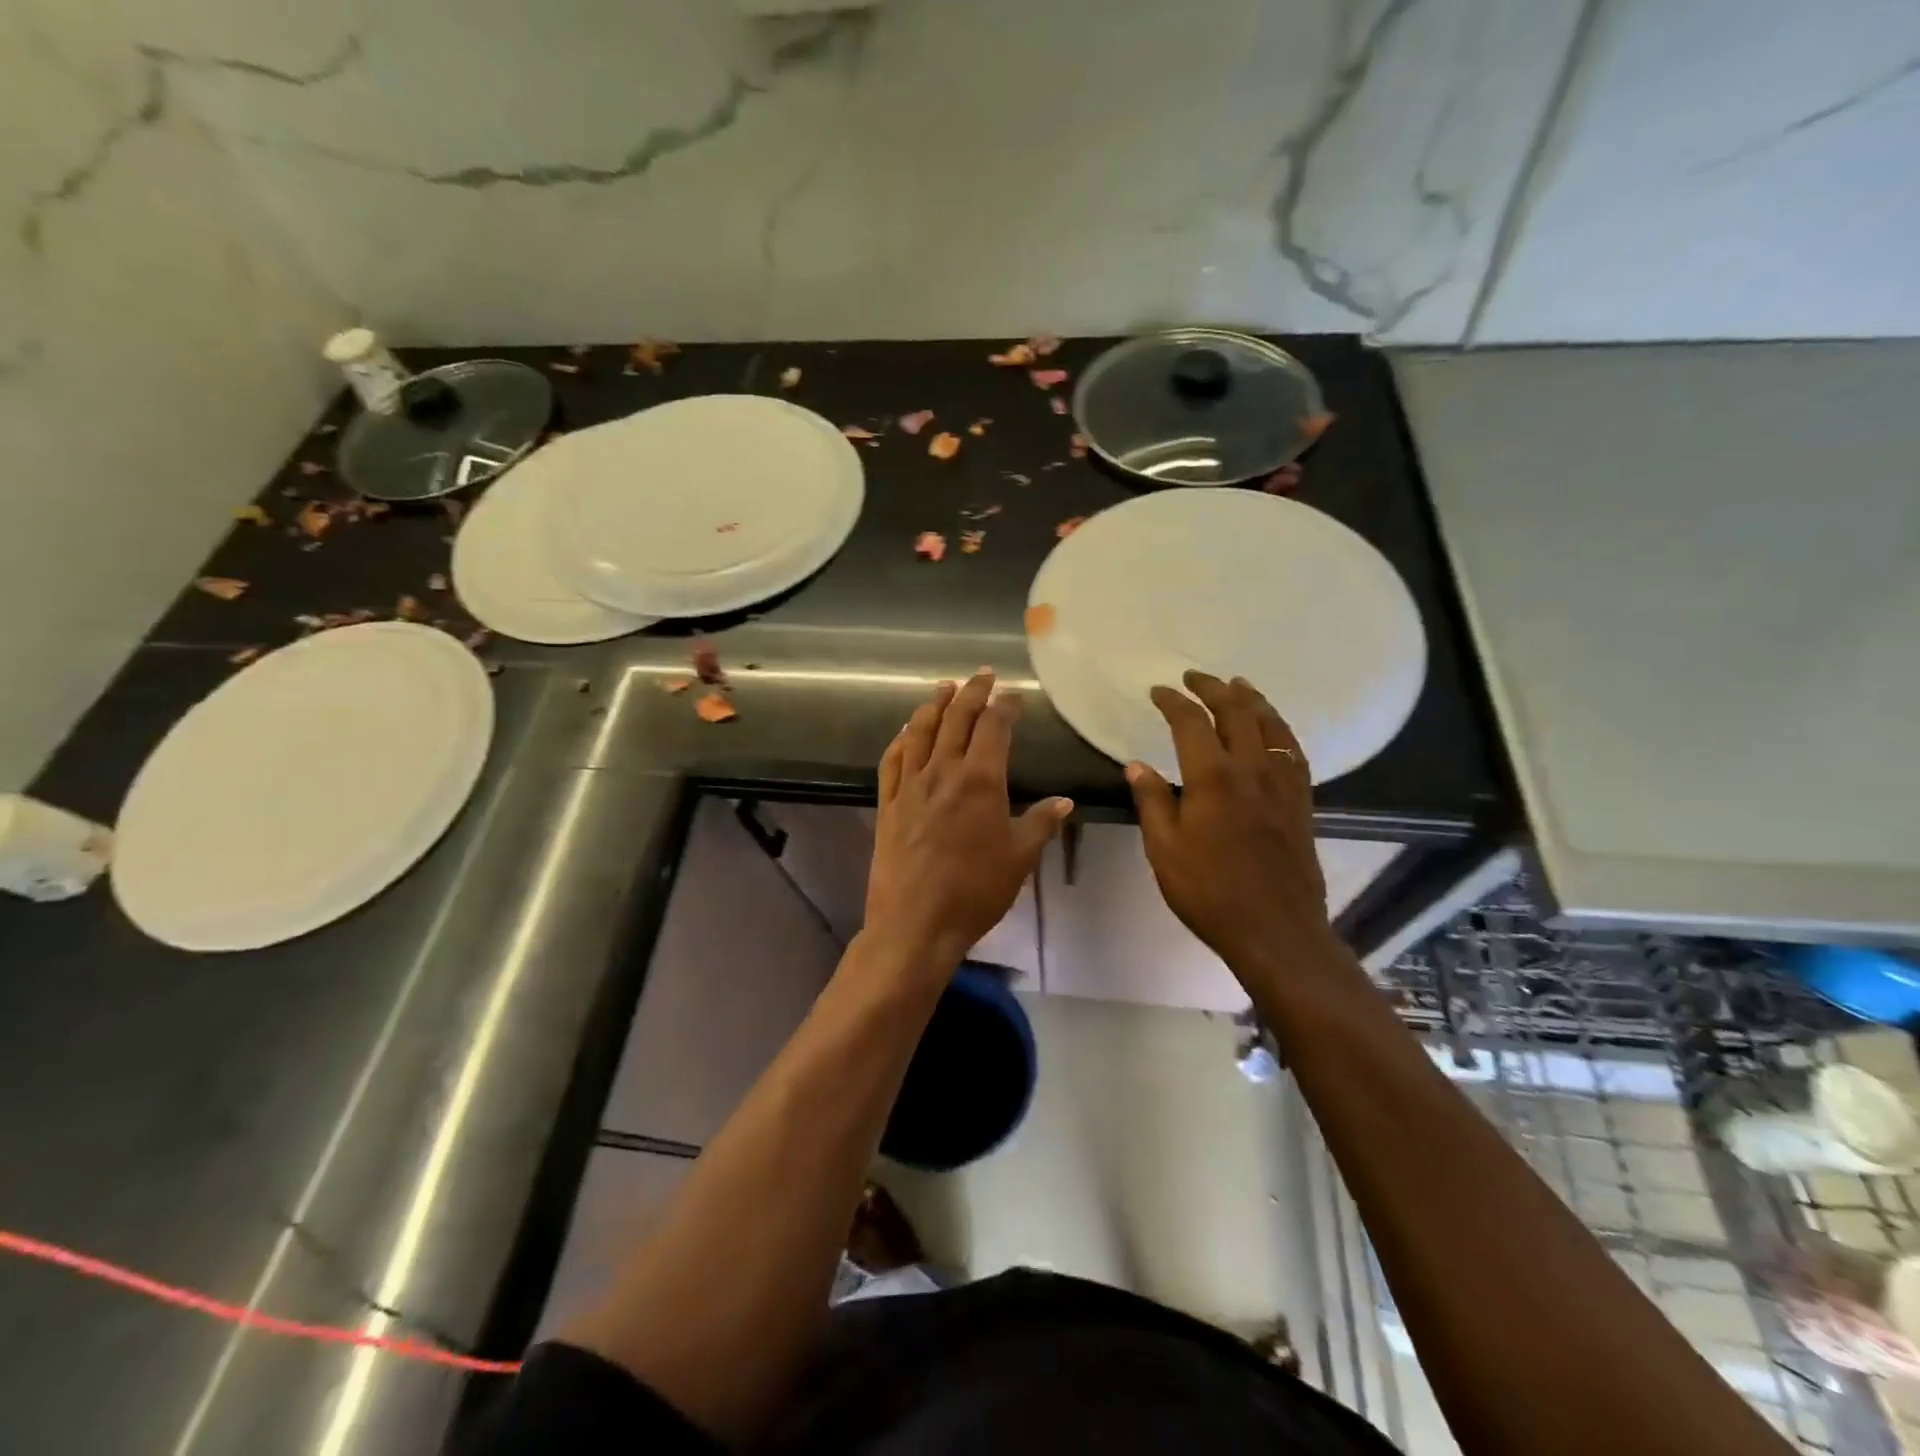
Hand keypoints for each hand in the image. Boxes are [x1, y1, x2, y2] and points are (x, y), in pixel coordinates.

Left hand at [867, 670, 1071, 970]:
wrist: (915, 923)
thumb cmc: (975, 892)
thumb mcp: (1019, 859)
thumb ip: (1040, 824)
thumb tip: (1064, 801)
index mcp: (980, 781)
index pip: (994, 728)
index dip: (1005, 706)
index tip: (1014, 695)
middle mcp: (943, 772)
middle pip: (956, 719)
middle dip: (971, 692)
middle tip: (982, 675)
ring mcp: (910, 786)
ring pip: (920, 732)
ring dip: (933, 705)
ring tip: (944, 688)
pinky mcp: (888, 804)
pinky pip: (892, 761)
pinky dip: (900, 739)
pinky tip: (905, 732)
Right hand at [1125, 671, 1336, 973]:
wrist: (1275, 929)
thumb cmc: (1209, 892)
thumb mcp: (1164, 850)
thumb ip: (1152, 802)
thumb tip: (1136, 765)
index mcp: (1213, 778)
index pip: (1191, 723)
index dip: (1173, 702)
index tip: (1158, 691)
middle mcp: (1252, 769)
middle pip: (1236, 712)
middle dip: (1214, 688)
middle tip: (1195, 677)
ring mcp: (1282, 783)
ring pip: (1271, 725)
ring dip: (1252, 699)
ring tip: (1238, 685)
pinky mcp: (1301, 801)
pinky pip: (1293, 751)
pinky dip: (1280, 729)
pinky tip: (1274, 729)